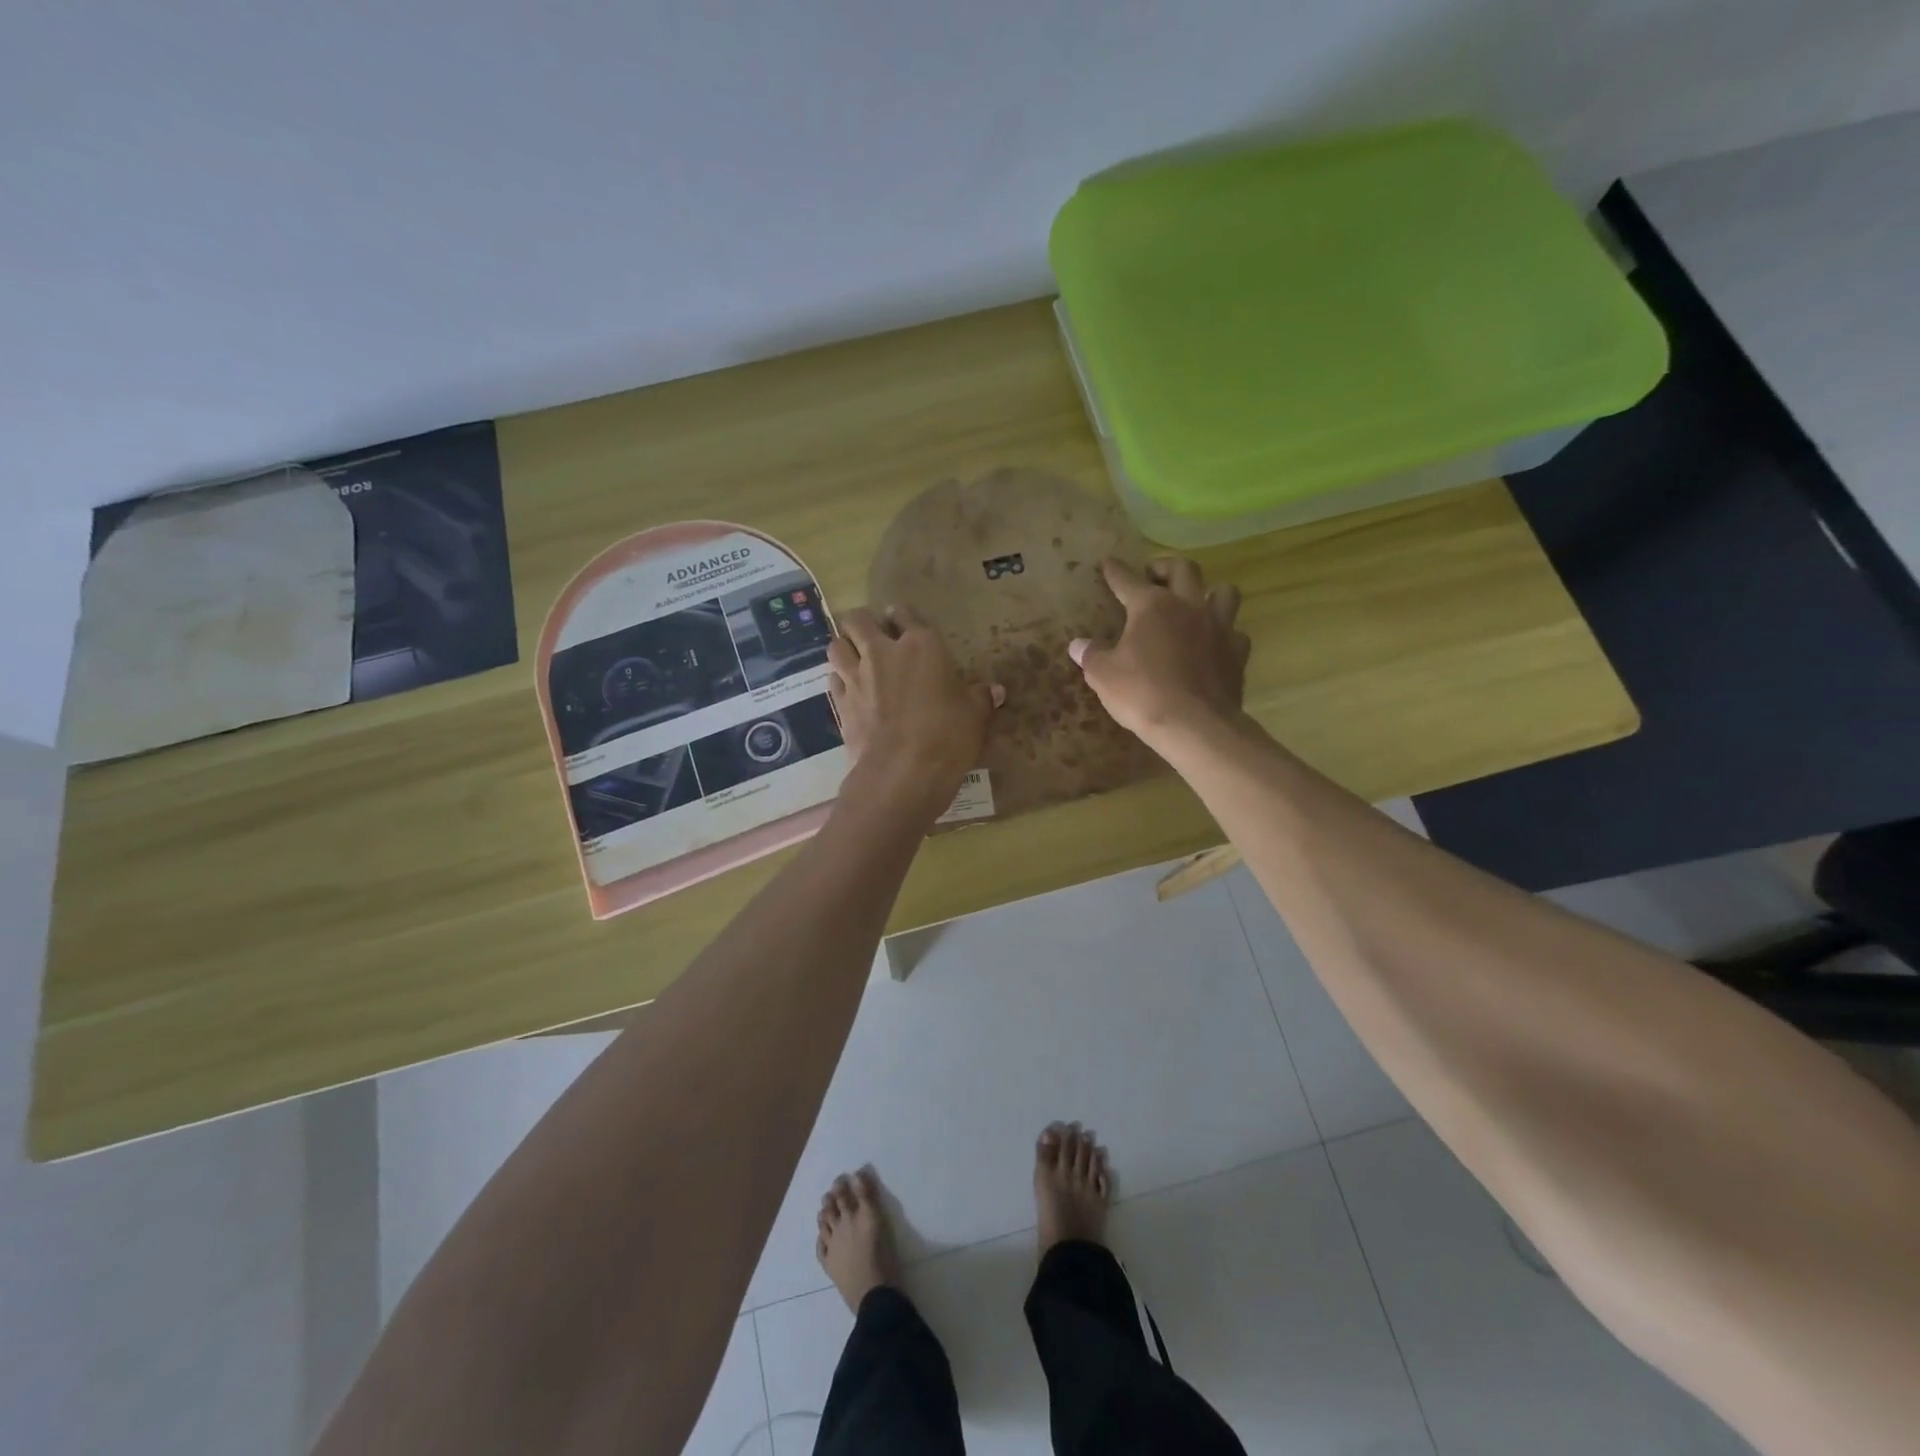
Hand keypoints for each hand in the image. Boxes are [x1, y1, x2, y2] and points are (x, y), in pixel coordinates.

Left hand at [828, 606, 1000, 816]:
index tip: (902, 622)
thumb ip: (981, 698)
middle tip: (871, 636)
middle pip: (857, 620)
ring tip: (853, 657)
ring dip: (844, 647)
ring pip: (836, 645)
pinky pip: (833, 679)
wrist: (902, 772)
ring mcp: (856, 677)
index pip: (904, 614)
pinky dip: (839, 679)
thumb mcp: (976, 717)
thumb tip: (995, 690)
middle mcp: (882, 652)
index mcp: (921, 646)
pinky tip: (849, 689)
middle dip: (861, 623)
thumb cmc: (947, 736)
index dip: (901, 616)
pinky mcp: (840, 703)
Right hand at [1069, 557, 1249, 749]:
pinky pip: (1235, 632)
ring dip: (1208, 591)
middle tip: (1153, 576)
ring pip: (1224, 591)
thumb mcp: (1103, 675)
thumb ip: (1090, 655)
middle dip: (1165, 567)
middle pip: (1184, 569)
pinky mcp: (1237, 652)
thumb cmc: (1142, 694)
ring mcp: (1219, 627)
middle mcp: (1188, 606)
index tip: (1108, 563)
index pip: (1127, 580)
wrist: (1194, 725)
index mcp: (1152, 606)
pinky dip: (1225, 634)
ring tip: (1195, 602)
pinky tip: (1214, 644)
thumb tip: (1077, 645)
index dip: (1115, 571)